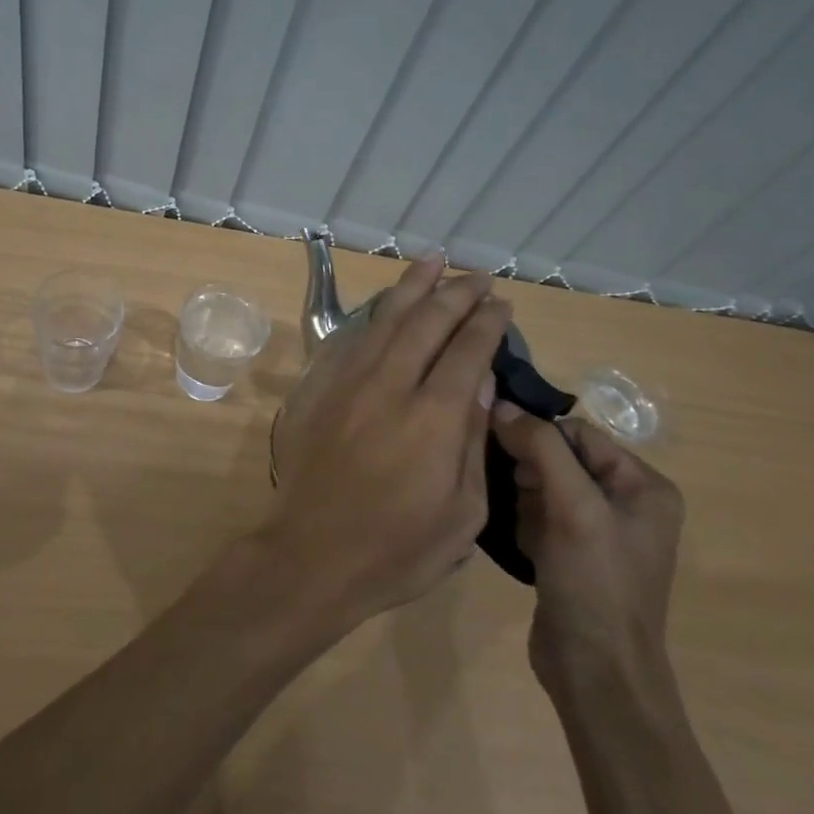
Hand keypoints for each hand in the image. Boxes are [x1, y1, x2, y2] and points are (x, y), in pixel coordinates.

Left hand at [263, 254, 514, 627]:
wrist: (313, 553)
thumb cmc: (398, 548)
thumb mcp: (462, 512)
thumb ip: (473, 440)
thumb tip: (480, 382)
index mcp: (434, 417)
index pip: (466, 351)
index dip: (486, 323)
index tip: (501, 303)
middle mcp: (391, 386)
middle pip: (427, 322)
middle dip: (456, 293)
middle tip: (477, 275)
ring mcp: (351, 382)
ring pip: (387, 319)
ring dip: (413, 286)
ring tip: (433, 260)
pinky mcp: (324, 388)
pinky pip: (355, 337)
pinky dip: (378, 313)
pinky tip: (389, 303)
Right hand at [490, 409, 683, 696]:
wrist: (596, 673)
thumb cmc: (595, 583)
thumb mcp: (572, 507)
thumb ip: (539, 448)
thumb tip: (500, 404)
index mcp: (644, 486)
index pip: (578, 433)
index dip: (538, 437)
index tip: (506, 455)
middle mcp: (627, 503)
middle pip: (559, 457)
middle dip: (529, 472)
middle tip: (520, 498)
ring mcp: (600, 531)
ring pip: (543, 485)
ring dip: (523, 498)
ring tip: (523, 527)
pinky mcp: (574, 554)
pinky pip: (539, 515)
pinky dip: (523, 522)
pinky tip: (522, 545)